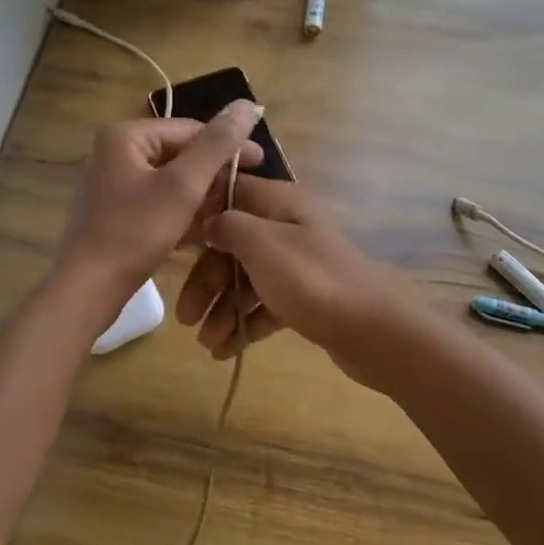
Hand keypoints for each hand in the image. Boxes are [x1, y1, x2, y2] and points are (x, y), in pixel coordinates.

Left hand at [55, 103, 263, 310]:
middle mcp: (115, 153)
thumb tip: (248, 104)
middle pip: (180, 154)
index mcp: (126, 136)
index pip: (190, 129)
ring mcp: (113, 184)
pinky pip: (157, 202)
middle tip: (246, 194)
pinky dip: (182, 212)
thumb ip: (217, 144)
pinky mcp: (116, 213)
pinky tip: (206, 231)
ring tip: (231, 214)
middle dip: (214, 174)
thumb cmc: (135, 233)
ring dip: (201, 196)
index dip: (229, 144)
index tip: (263, 163)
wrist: (88, 289)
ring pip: (170, 181)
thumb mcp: (183, 186)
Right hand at [176, 176, 421, 376]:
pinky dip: (245, 324)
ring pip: (245, 279)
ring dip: (222, 308)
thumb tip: (208, 220)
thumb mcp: (261, 244)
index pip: (229, 193)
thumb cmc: (312, 280)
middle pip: (232, 245)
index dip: (198, 214)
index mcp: (279, 204)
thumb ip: (228, 225)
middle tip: (185, 318)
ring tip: (207, 343)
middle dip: (206, 280)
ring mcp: (296, 265)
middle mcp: (286, 228)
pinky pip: (264, 305)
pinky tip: (226, 351)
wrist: (374, 331)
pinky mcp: (303, 298)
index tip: (169, 242)